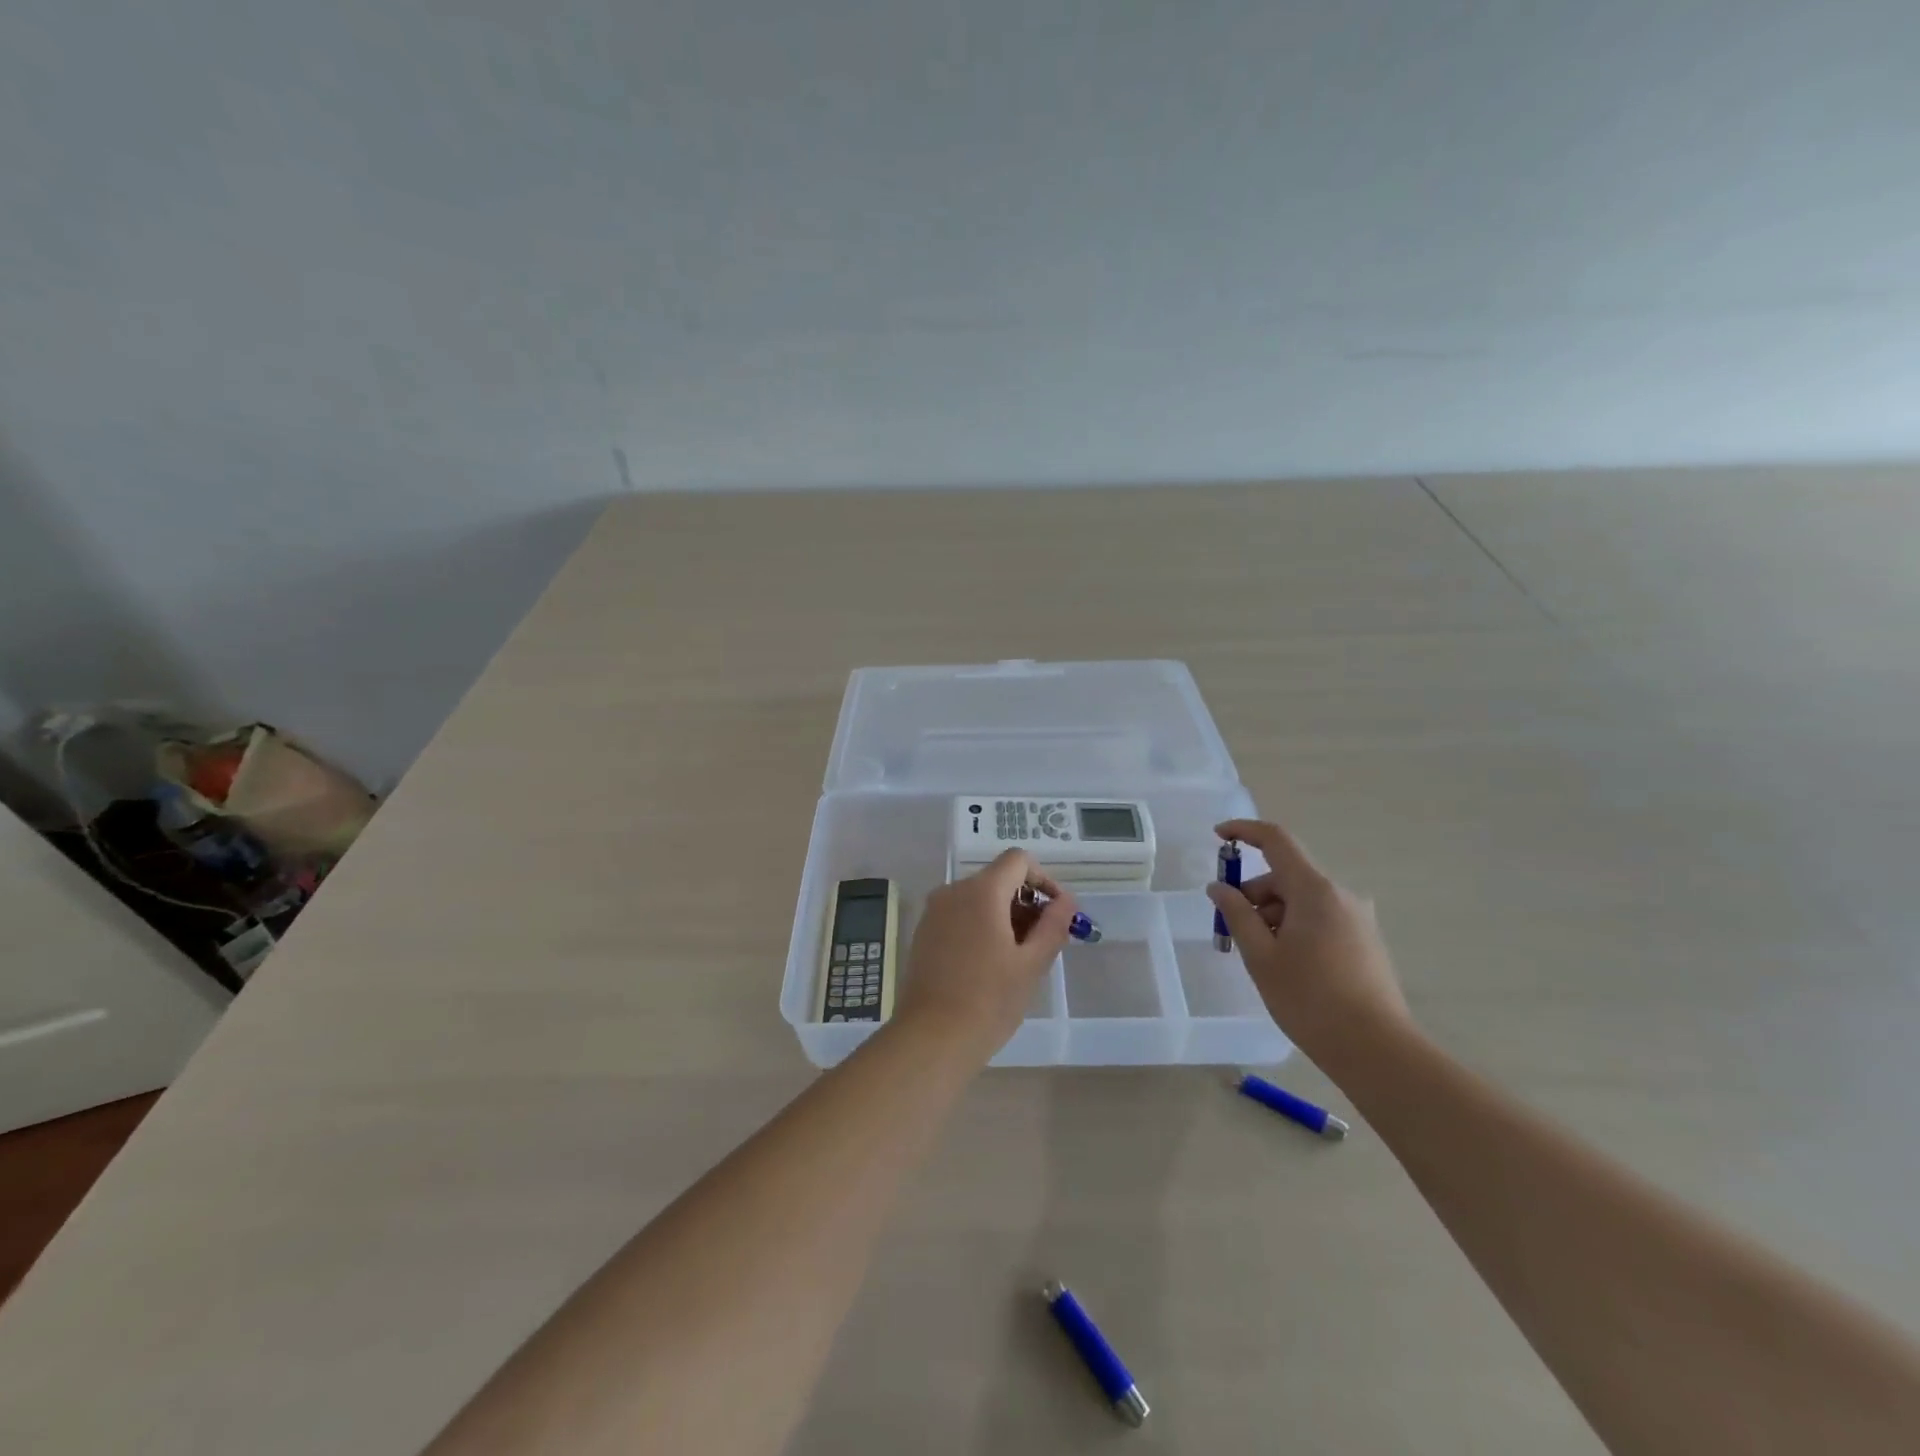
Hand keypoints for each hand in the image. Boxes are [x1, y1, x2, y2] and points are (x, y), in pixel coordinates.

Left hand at [894, 850, 1077, 1057]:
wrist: (931, 1037)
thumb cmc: (989, 1000)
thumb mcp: (1031, 964)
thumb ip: (1053, 925)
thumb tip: (1067, 901)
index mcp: (981, 891)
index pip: (1018, 860)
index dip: (1044, 880)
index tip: (1058, 913)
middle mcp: (953, 891)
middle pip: (998, 879)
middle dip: (1026, 902)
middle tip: (1046, 941)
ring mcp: (934, 912)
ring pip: (978, 898)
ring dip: (1005, 916)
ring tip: (1021, 956)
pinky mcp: (924, 933)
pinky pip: (960, 915)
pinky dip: (981, 926)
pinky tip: (991, 963)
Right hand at [1205, 819, 1410, 1068]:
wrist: (1376, 1050)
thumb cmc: (1310, 999)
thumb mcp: (1261, 956)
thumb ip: (1237, 914)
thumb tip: (1219, 887)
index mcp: (1315, 890)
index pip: (1276, 840)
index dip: (1244, 831)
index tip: (1217, 837)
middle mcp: (1341, 895)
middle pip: (1286, 876)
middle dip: (1253, 893)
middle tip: (1231, 929)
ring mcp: (1357, 918)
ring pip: (1302, 900)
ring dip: (1273, 914)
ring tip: (1259, 956)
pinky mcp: (1365, 940)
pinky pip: (1320, 918)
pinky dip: (1294, 927)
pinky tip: (1286, 964)